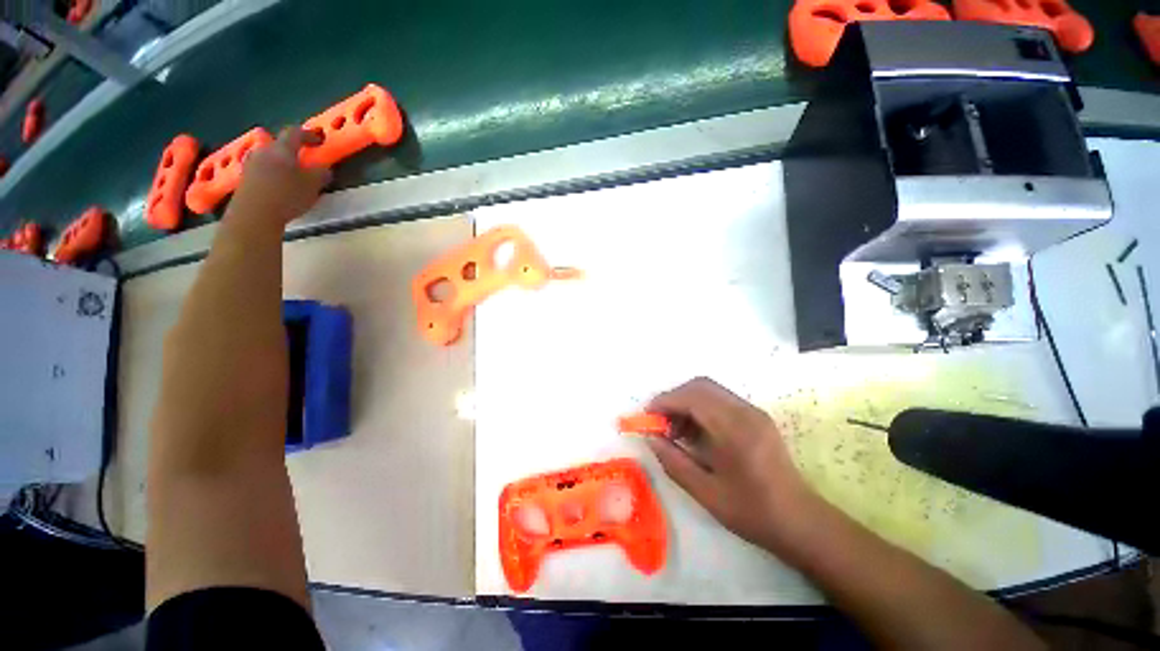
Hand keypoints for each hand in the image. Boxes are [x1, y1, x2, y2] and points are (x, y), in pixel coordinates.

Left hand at [227, 127, 332, 228]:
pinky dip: (272, 172)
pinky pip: (262, 168)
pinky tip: (278, 184)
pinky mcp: (245, 178)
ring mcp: (251, 164)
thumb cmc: (287, 196)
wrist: (254, 214)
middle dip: (292, 149)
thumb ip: (320, 174)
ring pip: (269, 156)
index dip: (308, 134)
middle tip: (304, 158)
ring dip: (281, 161)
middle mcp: (264, 151)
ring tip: (291, 173)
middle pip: (279, 144)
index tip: (319, 139)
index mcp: (282, 149)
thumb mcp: (312, 186)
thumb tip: (324, 169)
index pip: (295, 133)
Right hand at [645, 377, 819, 557]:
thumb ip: (673, 462)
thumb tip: (651, 438)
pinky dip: (701, 407)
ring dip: (687, 401)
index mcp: (734, 429)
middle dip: (674, 398)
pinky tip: (695, 431)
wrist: (800, 521)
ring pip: (710, 390)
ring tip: (676, 429)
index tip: (647, 415)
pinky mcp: (756, 416)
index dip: (665, 401)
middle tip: (660, 421)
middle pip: (700, 385)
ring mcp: (753, 411)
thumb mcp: (706, 492)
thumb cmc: (752, 511)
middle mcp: (745, 411)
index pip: (692, 398)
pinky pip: (721, 400)